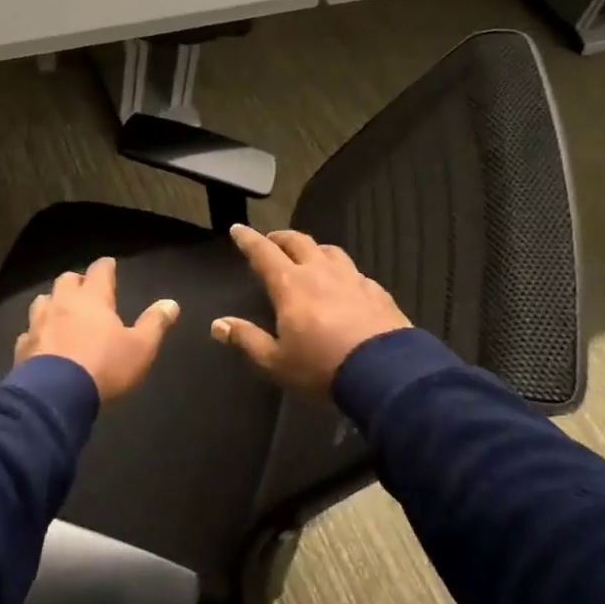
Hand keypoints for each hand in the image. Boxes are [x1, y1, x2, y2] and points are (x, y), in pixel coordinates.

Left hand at [14, 256, 179, 402]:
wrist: (55, 396)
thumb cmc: (104, 366)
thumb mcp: (140, 348)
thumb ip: (155, 324)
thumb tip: (171, 303)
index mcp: (92, 299)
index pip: (99, 271)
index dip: (106, 267)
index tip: (109, 265)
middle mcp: (62, 303)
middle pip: (66, 281)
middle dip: (76, 282)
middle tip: (85, 290)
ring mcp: (38, 324)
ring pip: (42, 301)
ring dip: (53, 303)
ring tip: (61, 311)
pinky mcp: (23, 347)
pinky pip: (29, 332)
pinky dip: (36, 332)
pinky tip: (41, 341)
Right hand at [212, 225, 410, 396]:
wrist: (386, 374)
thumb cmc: (322, 367)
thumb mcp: (276, 361)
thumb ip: (246, 339)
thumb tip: (218, 325)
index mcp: (291, 285)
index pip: (263, 253)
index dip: (248, 240)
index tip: (238, 229)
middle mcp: (320, 272)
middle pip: (298, 242)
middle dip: (280, 238)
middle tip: (271, 241)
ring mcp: (353, 279)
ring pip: (330, 251)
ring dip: (314, 249)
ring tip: (308, 256)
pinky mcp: (377, 291)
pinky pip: (355, 272)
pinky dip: (341, 272)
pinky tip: (344, 284)